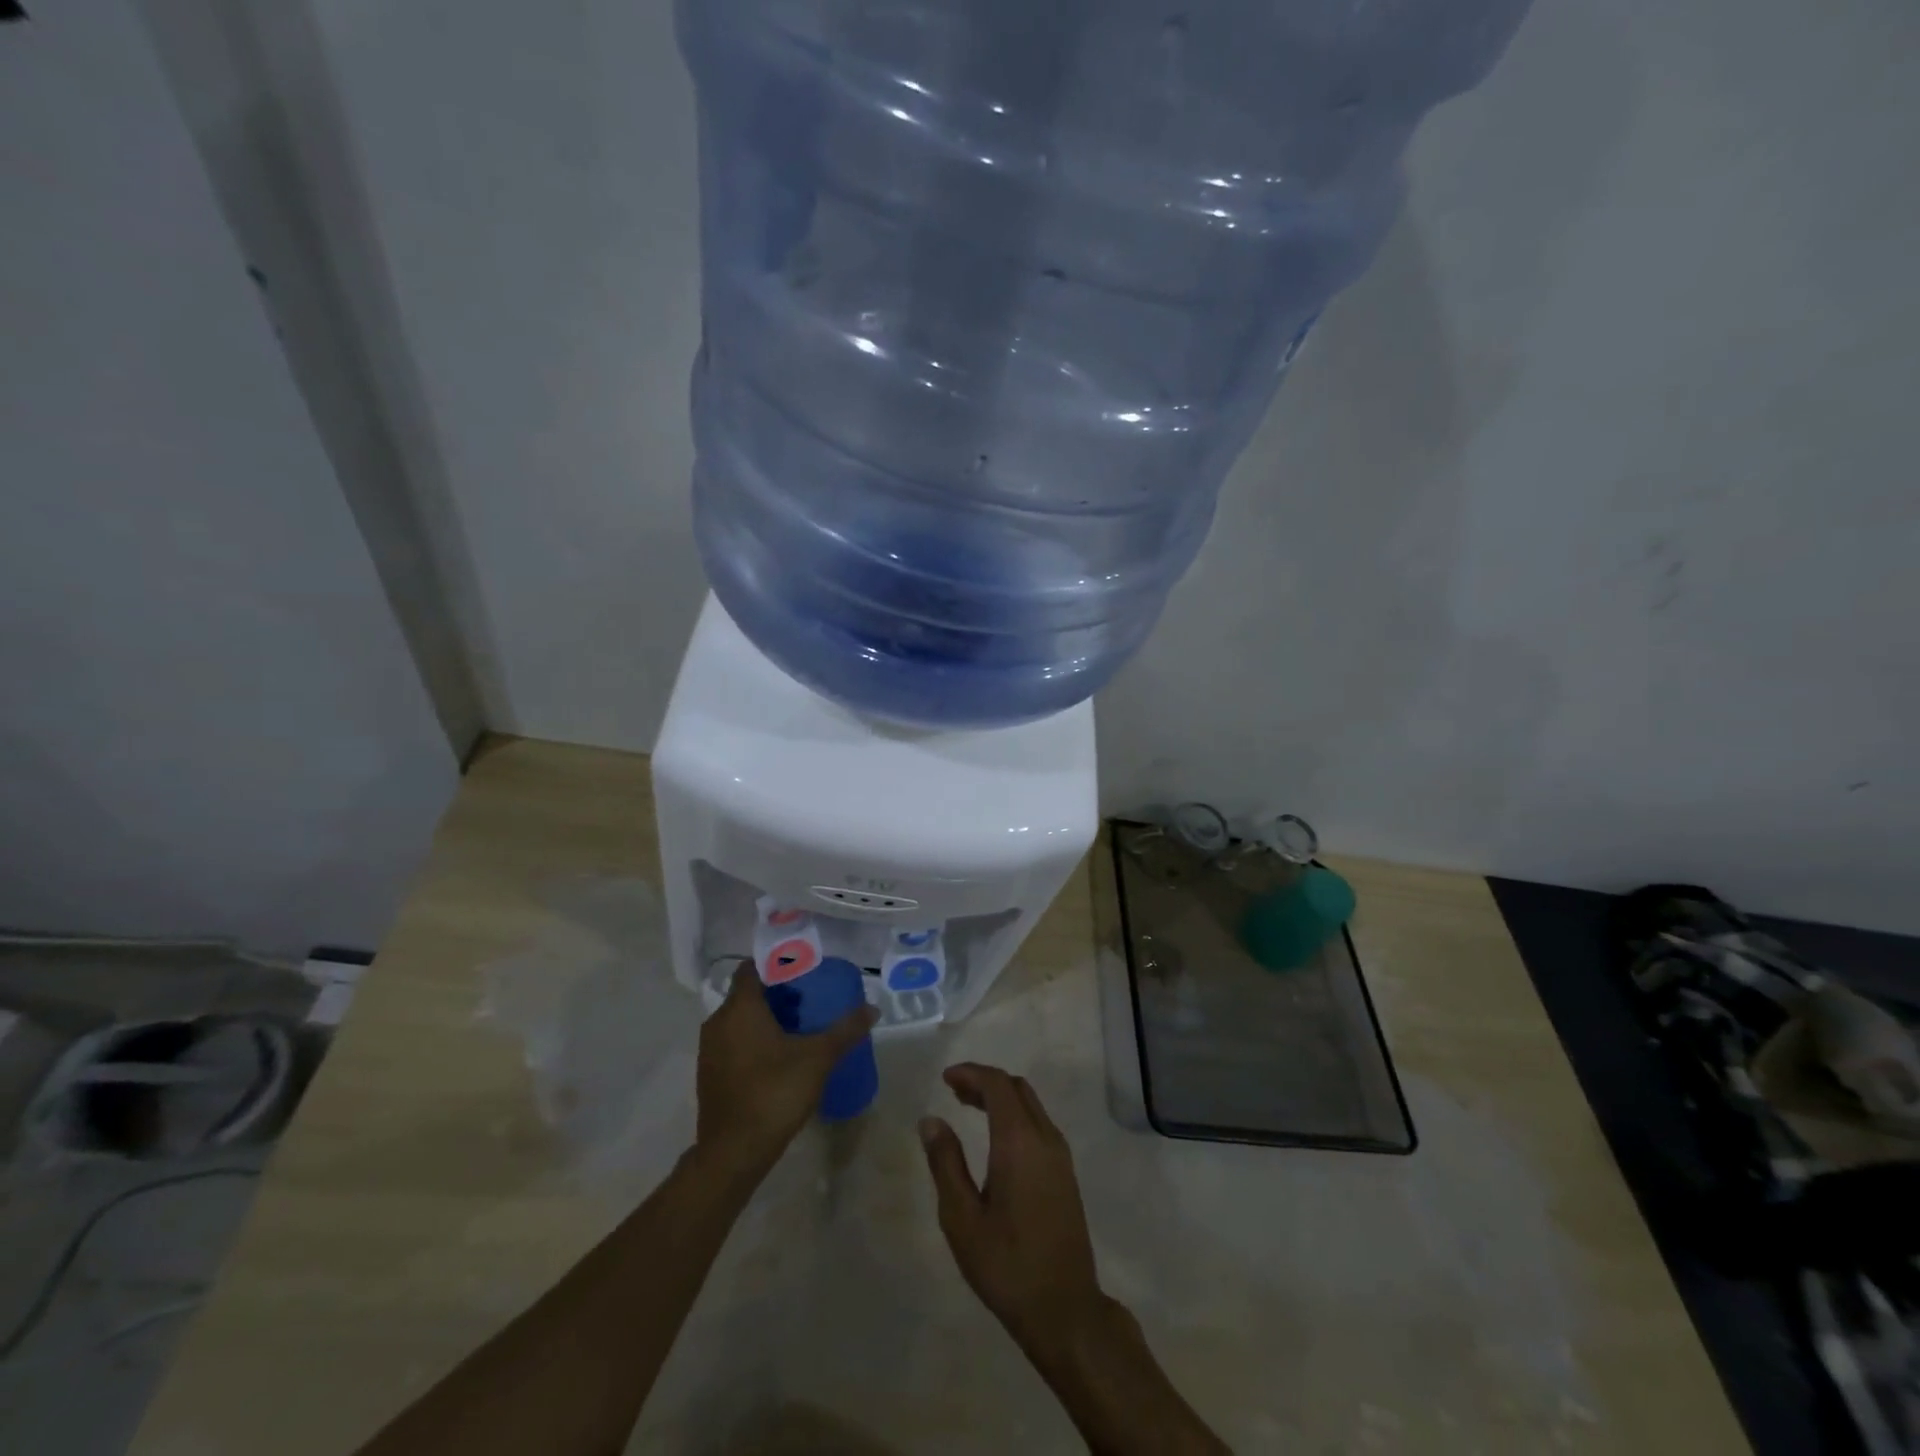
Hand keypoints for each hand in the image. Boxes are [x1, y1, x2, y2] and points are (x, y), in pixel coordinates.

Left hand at [696, 966, 876, 1178]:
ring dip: (764, 1019)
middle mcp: (719, 1022)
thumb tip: (872, 1009)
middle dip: (776, 994)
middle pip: (747, 994)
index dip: (774, 965)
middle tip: (807, 1001)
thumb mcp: (818, 1058)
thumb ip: (845, 1030)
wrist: (733, 1153)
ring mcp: (710, 1050)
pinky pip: (732, 1043)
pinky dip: (752, 1041)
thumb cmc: (774, 1093)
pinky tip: (778, 1058)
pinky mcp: (709, 1074)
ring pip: (738, 1020)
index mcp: (740, 1008)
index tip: (800, 971)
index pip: (751, 969)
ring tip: (797, 1028)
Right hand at [919, 1063, 1104, 1355]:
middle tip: (954, 1092)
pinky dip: (1014, 1115)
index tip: (945, 1079)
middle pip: (1016, 1088)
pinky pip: (1039, 1124)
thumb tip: (931, 1120)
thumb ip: (945, 1163)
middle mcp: (1045, 1138)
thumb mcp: (962, 1218)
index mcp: (1019, 1141)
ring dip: (1001, 1097)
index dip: (971, 1073)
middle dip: (985, 1082)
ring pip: (1030, 1105)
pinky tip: (995, 1138)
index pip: (997, 1085)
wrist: (1065, 1309)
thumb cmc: (1007, 1265)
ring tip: (968, 1107)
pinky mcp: (1066, 1173)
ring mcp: (1060, 1156)